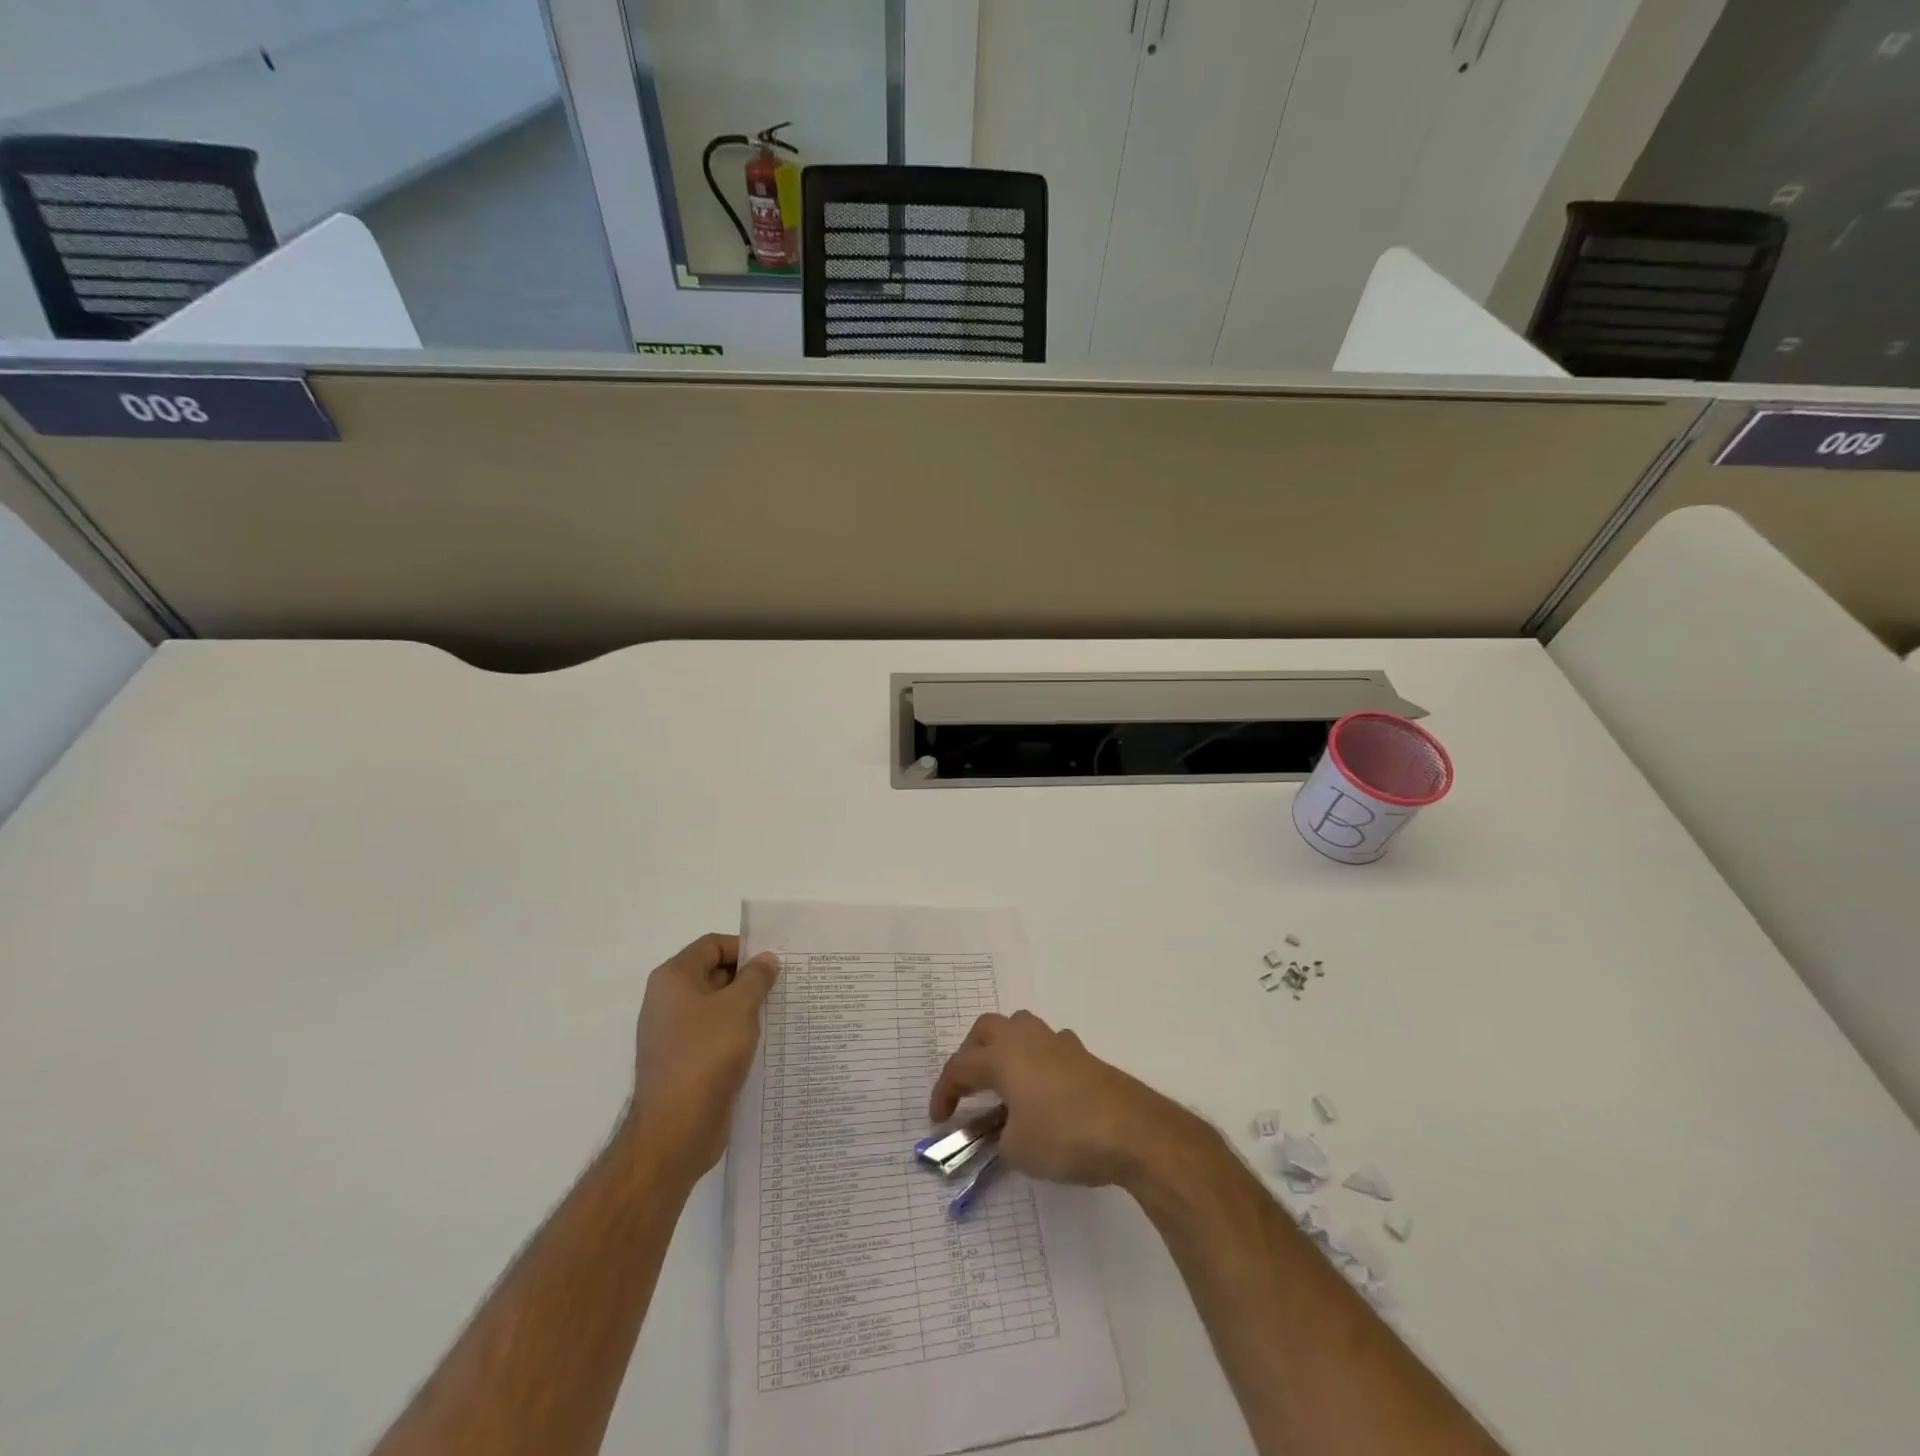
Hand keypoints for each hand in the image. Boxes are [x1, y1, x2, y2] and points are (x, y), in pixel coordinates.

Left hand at [628, 933, 778, 1177]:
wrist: (675, 1129)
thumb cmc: (706, 1055)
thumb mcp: (740, 1007)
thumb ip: (756, 977)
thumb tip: (765, 960)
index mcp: (674, 978)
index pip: (712, 945)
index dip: (744, 948)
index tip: (775, 964)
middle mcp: (668, 1000)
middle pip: (714, 973)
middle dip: (749, 978)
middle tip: (783, 987)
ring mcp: (673, 1033)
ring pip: (716, 1007)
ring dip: (746, 1008)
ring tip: (778, 1013)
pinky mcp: (683, 1061)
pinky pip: (714, 1035)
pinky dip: (737, 1034)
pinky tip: (763, 1043)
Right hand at [928, 1010, 1203, 1190]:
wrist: (1131, 1130)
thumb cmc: (1065, 1136)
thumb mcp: (1018, 1151)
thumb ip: (1000, 1138)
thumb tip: (1005, 1132)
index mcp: (1002, 1057)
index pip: (960, 1067)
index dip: (943, 1093)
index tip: (939, 1121)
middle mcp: (1026, 1039)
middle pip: (986, 1029)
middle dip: (970, 1055)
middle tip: (969, 1088)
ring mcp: (1057, 1043)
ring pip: (1019, 1027)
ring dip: (1004, 1048)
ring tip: (1004, 1082)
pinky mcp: (1082, 1055)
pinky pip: (1048, 1045)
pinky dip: (1036, 1060)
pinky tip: (1043, 1087)